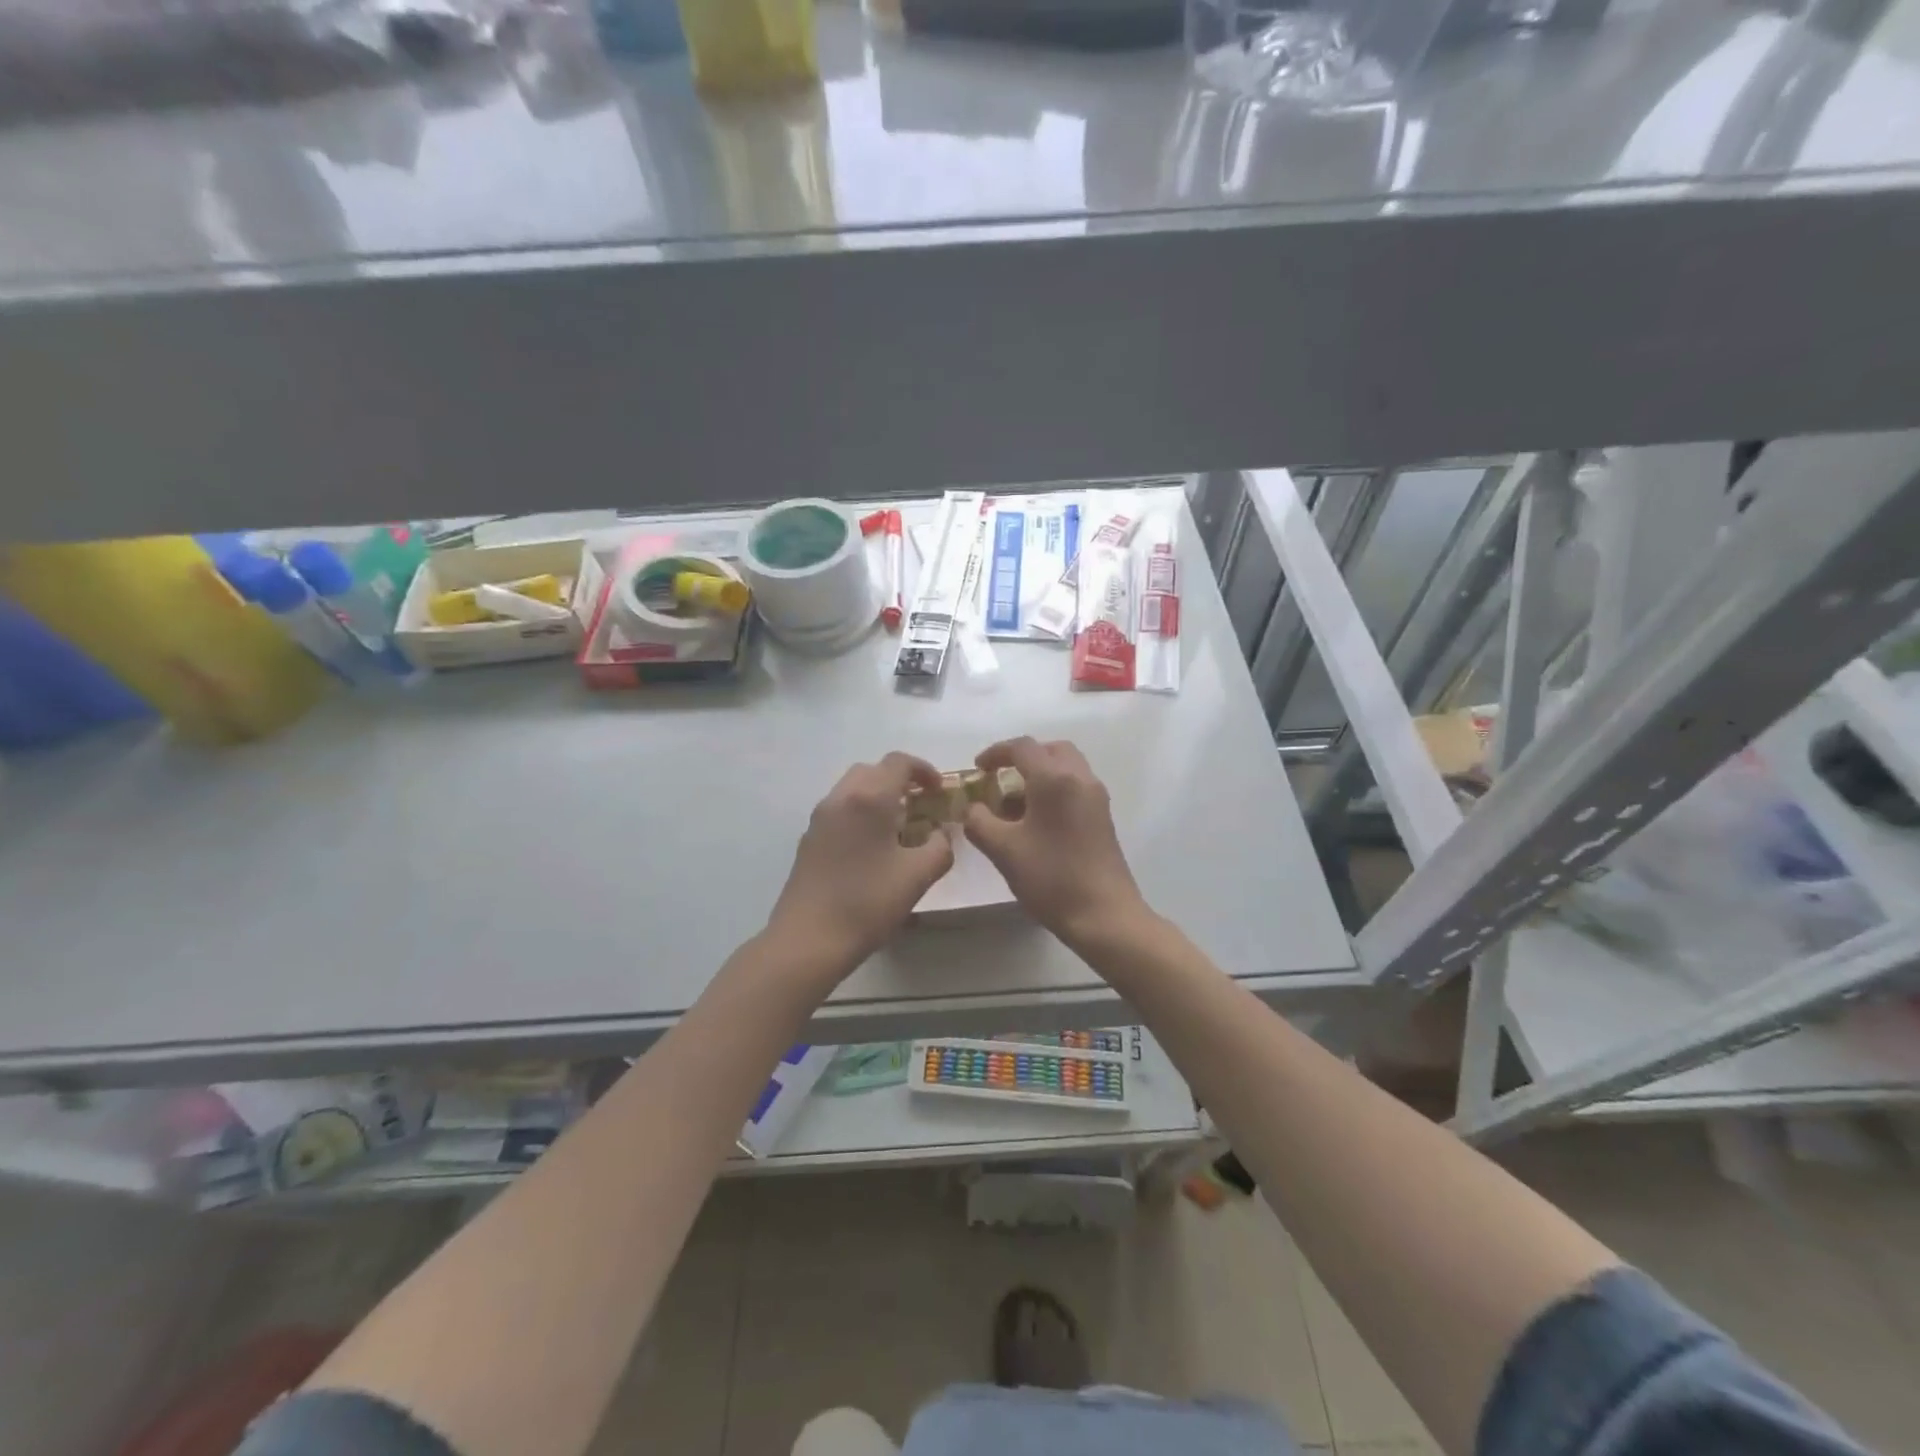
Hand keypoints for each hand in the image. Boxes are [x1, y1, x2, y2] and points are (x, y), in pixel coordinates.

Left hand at [766, 752, 955, 979]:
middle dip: (900, 780)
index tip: (940, 792)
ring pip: (853, 789)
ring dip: (878, 796)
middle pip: (873, 770)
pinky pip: (840, 809)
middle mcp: (841, 797)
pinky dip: (860, 813)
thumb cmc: (867, 903)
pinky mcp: (809, 838)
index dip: (925, 770)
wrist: (808, 939)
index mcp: (869, 798)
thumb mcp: (918, 876)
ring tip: (899, 827)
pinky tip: (871, 847)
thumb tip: (940, 834)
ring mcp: (820, 817)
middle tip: (921, 805)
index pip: (899, 762)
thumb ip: (939, 847)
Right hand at [962, 737, 1148, 948]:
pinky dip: (1055, 789)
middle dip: (1023, 758)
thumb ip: (978, 822)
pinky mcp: (1103, 817)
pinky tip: (1037, 820)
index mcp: (1054, 779)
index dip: (995, 753)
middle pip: (1050, 750)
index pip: (1022, 747)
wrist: (1104, 915)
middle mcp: (1080, 778)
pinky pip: (1076, 786)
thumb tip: (972, 808)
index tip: (977, 769)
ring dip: (1040, 774)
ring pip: (1066, 767)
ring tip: (1015, 803)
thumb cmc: (1051, 878)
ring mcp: (1096, 797)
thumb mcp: (1003, 850)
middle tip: (1000, 778)